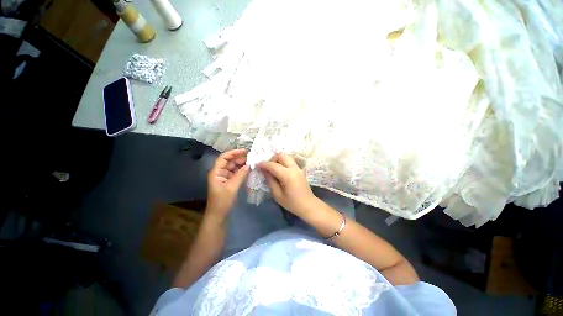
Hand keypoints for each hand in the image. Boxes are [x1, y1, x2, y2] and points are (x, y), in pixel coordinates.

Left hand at [206, 148, 249, 219]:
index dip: (233, 152)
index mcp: (216, 172)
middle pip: (229, 161)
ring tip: (252, 163)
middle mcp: (220, 172)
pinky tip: (249, 170)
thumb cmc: (222, 201)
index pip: (224, 158)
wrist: (219, 215)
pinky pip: (236, 173)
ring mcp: (225, 177)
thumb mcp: (232, 187)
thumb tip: (249, 165)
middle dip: (240, 159)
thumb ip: (240, 175)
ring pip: (234, 167)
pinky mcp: (229, 181)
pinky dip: (242, 171)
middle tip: (252, 158)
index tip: (245, 151)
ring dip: (242, 164)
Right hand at [258, 153, 316, 216]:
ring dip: (278, 160)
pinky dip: (283, 162)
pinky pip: (290, 161)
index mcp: (287, 175)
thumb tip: (264, 171)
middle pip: (281, 155)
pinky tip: (280, 171)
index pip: (273, 165)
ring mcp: (298, 168)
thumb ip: (270, 181)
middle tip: (267, 168)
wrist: (308, 205)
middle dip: (272, 159)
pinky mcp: (300, 169)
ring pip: (286, 156)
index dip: (263, 164)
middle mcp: (294, 168)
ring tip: (273, 170)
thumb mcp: (277, 195)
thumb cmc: (292, 203)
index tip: (257, 165)